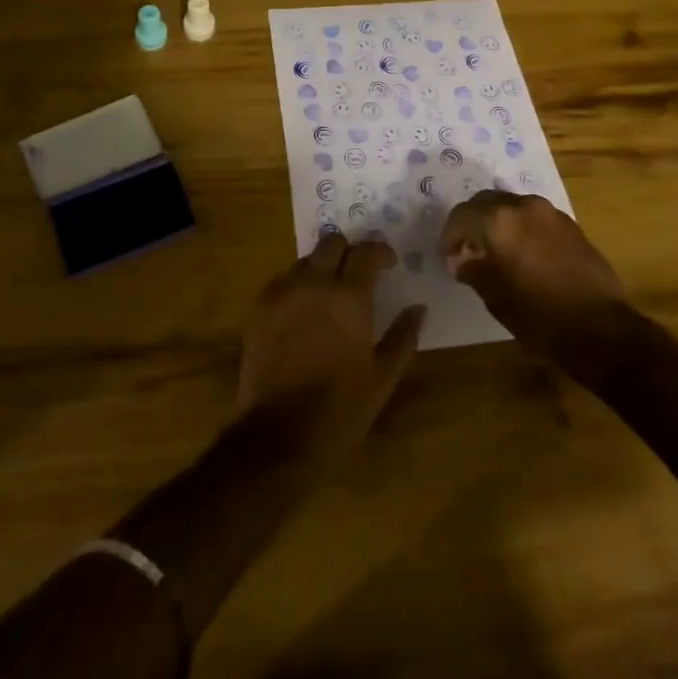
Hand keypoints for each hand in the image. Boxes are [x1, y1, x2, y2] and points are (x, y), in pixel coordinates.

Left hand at [237, 232, 425, 462]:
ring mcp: (283, 293)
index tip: (388, 264)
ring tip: (328, 293)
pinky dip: (297, 286)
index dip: (379, 252)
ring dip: (321, 267)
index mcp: (349, 296)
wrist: (280, 436)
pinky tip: (302, 311)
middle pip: (331, 242)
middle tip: (356, 273)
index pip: (366, 252)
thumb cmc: (341, 409)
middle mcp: (314, 283)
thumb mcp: (383, 378)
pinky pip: (282, 282)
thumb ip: (403, 336)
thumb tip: (418, 308)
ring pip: (305, 260)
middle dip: (348, 251)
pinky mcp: (260, 308)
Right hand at [441, 191, 631, 372]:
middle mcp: (523, 205)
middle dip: (472, 223)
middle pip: (486, 202)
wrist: (601, 330)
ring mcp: (551, 213)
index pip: (461, 216)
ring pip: (512, 207)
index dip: (450, 236)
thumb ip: (472, 269)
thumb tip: (460, 259)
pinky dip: (521, 228)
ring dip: (498, 223)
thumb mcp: (494, 296)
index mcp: (499, 219)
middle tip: (467, 250)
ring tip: (495, 252)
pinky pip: (534, 218)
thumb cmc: (539, 315)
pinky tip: (523, 255)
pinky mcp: (571, 225)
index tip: (448, 257)